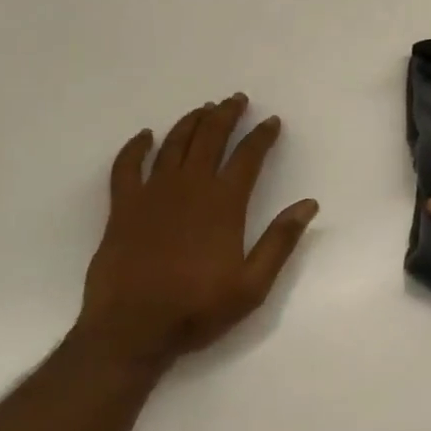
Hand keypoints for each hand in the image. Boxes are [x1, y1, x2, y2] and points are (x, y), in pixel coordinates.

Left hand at [77, 94, 317, 370]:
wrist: (132, 330)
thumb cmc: (196, 309)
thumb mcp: (252, 285)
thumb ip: (280, 241)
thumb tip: (308, 204)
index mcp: (224, 204)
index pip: (248, 156)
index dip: (262, 135)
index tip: (272, 121)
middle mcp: (190, 187)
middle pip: (210, 138)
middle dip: (226, 115)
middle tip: (237, 99)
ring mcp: (153, 193)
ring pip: (174, 144)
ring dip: (191, 122)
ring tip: (204, 108)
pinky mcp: (123, 206)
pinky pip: (127, 166)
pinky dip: (135, 147)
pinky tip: (145, 136)